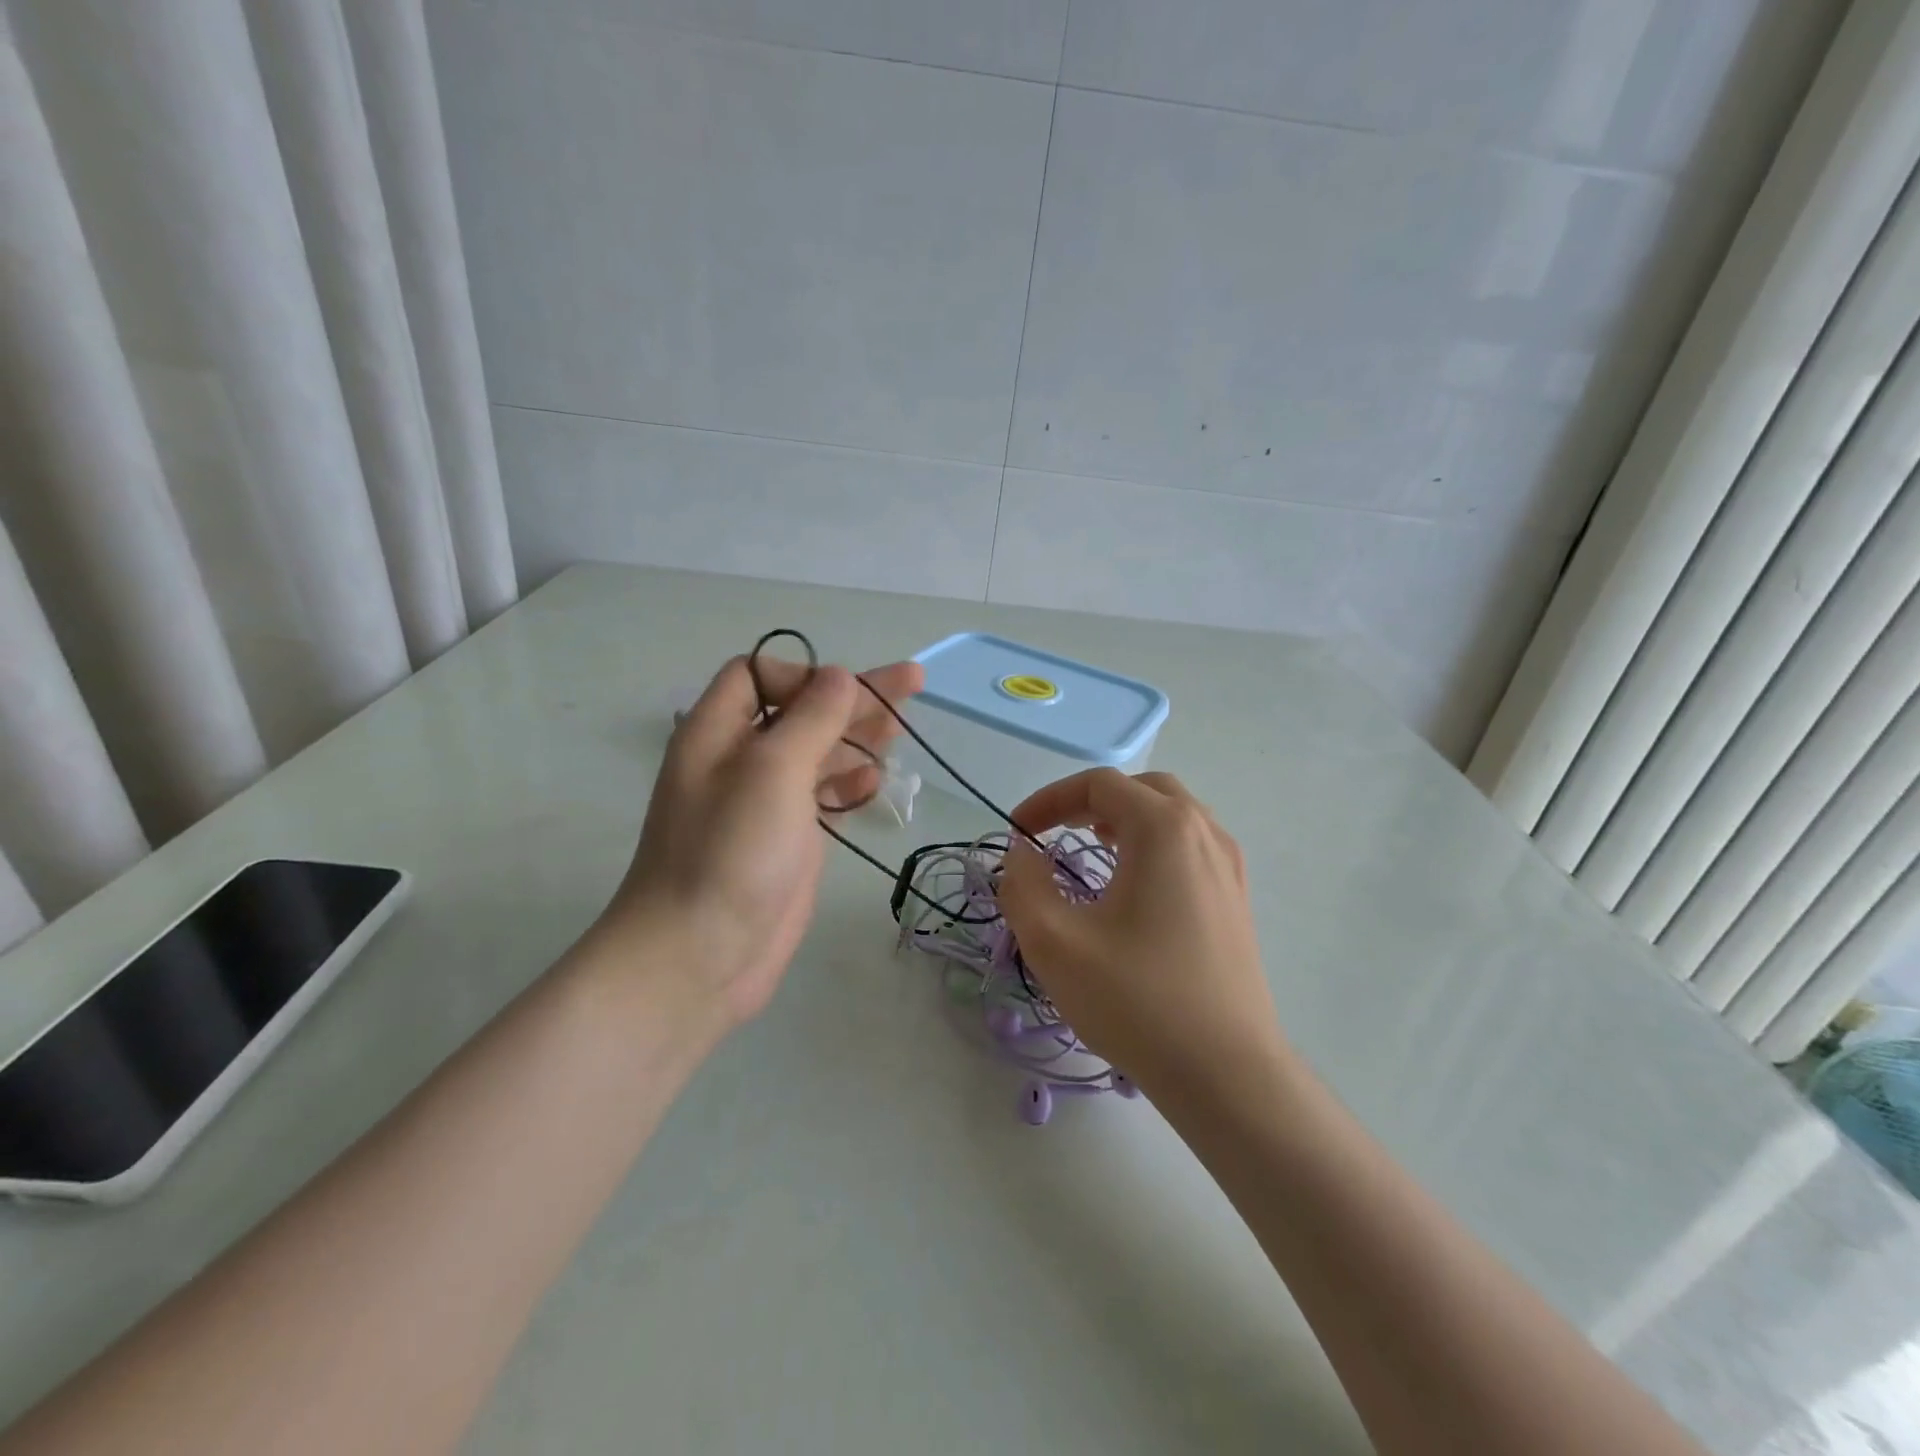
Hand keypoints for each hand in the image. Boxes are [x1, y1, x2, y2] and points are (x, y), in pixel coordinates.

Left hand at [593, 652, 923, 1025]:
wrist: (699, 956)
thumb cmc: (730, 852)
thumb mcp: (772, 770)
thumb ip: (811, 717)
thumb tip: (839, 676)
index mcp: (718, 731)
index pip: (759, 675)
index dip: (804, 674)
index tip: (845, 694)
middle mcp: (740, 760)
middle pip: (800, 710)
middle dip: (852, 696)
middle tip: (912, 683)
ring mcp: (766, 802)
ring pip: (817, 752)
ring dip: (857, 735)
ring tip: (903, 726)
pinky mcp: (788, 839)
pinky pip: (824, 794)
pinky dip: (851, 781)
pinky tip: (876, 780)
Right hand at [996, 769, 1280, 1097]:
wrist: (1226, 1072)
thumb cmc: (1137, 1000)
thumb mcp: (1055, 942)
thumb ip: (1023, 885)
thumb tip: (1021, 854)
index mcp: (1164, 829)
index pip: (1099, 785)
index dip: (1049, 800)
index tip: (1018, 833)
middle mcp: (1204, 833)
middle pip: (1141, 790)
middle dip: (1091, 802)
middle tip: (1056, 832)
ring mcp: (1228, 867)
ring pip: (1172, 816)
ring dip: (1125, 821)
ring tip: (1091, 850)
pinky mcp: (1236, 901)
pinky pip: (1191, 847)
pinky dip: (1153, 846)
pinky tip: (1133, 888)